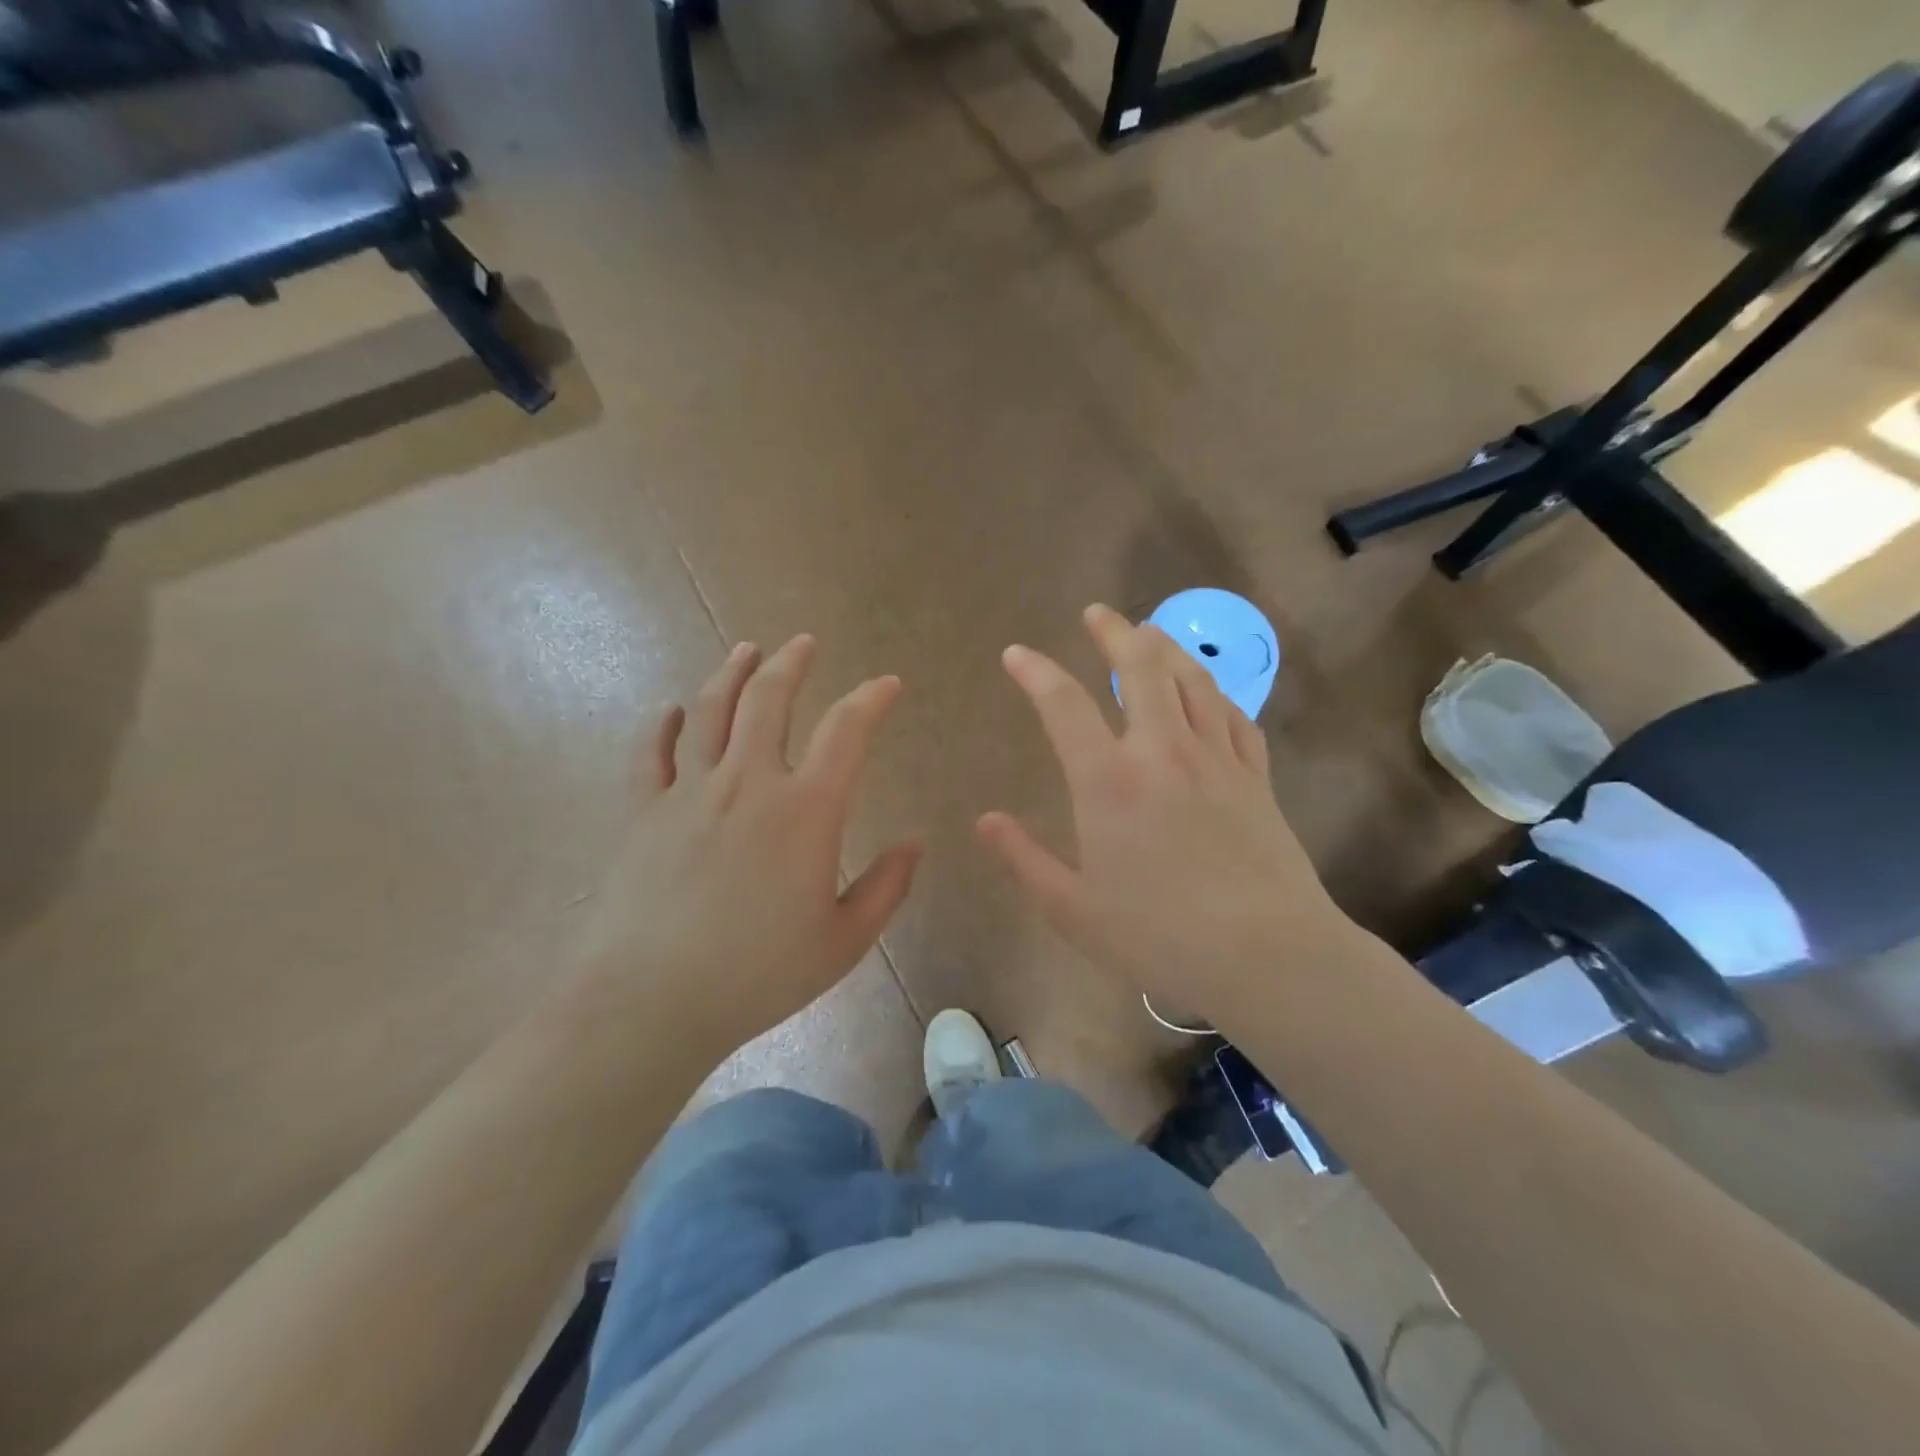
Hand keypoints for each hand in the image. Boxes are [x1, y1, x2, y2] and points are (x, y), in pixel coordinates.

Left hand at [577, 635, 919, 1055]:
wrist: (652, 1001)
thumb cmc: (759, 974)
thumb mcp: (843, 942)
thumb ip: (886, 888)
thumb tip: (915, 844)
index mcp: (806, 810)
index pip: (847, 731)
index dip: (871, 699)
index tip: (887, 685)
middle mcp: (748, 783)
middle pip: (769, 700)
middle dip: (791, 664)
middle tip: (803, 643)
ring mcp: (690, 792)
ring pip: (710, 711)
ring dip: (731, 673)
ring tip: (746, 650)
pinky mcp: (645, 812)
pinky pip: (653, 753)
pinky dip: (664, 725)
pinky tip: (673, 711)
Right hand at [978, 605, 1355, 1026]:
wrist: (1266, 956)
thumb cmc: (1159, 936)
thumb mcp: (1072, 908)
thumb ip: (1024, 858)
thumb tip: (985, 820)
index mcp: (1109, 781)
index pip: (1064, 705)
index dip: (1035, 672)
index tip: (1017, 654)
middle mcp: (1162, 752)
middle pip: (1140, 668)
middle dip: (1114, 632)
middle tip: (1097, 613)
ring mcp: (1216, 759)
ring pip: (1192, 680)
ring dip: (1166, 649)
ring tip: (1149, 632)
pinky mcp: (1256, 777)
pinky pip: (1235, 716)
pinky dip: (1215, 693)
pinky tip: (1208, 692)